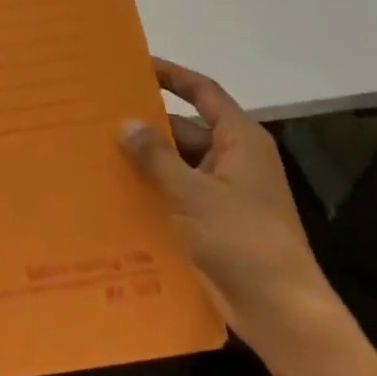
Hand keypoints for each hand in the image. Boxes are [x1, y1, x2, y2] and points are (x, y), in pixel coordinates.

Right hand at [120, 59, 338, 360]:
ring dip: (144, 160)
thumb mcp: (193, 193)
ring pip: (176, 164)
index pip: (203, 93)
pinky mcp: (212, 222)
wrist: (281, 311)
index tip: (135, 64)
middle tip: (99, 113)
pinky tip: (113, 190)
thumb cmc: (242, 239)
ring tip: (95, 149)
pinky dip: (151, 190)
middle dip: (146, 123)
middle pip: (184, 128)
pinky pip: (176, 194)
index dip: (172, 75)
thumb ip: (156, 156)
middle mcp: (233, 160)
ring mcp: (222, 193)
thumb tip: (125, 123)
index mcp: (240, 141)